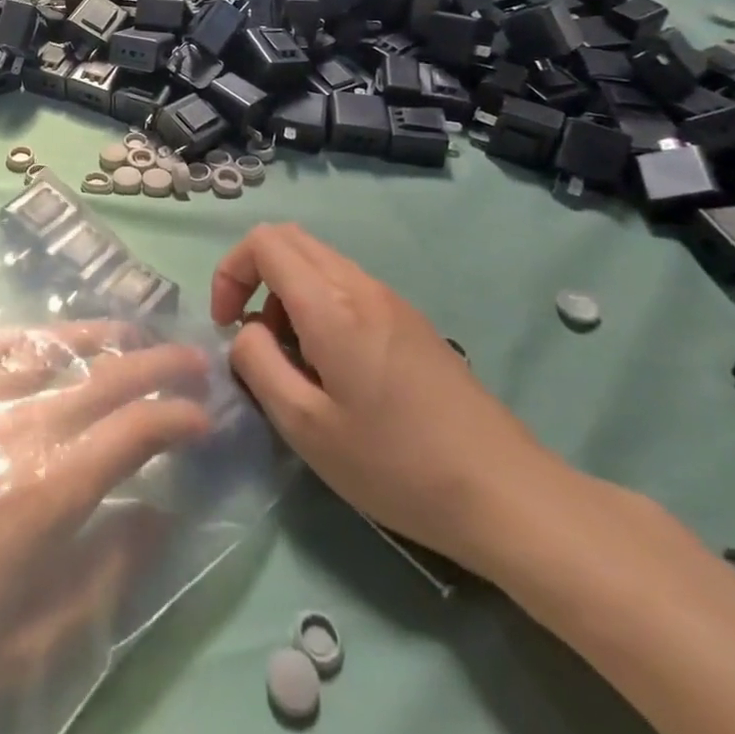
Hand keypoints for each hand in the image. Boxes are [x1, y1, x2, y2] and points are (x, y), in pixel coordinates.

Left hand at [0, 323, 211, 733]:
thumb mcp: (26, 643)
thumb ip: (103, 575)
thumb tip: (156, 517)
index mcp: (50, 486)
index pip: (135, 430)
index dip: (179, 417)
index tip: (205, 417)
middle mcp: (20, 424)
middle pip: (106, 375)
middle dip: (158, 363)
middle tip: (193, 357)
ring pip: (52, 348)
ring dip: (101, 336)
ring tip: (132, 332)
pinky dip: (30, 339)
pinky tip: (43, 340)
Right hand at [210, 223, 560, 573]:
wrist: (506, 493)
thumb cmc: (396, 464)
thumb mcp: (305, 426)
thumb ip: (258, 364)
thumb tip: (246, 332)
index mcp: (331, 304)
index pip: (264, 242)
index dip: (230, 273)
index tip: (228, 326)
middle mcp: (360, 285)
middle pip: (290, 240)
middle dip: (255, 276)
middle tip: (253, 335)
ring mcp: (391, 299)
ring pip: (318, 262)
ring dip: (288, 294)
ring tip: (294, 360)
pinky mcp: (410, 320)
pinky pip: (347, 286)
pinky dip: (319, 305)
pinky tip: (334, 368)